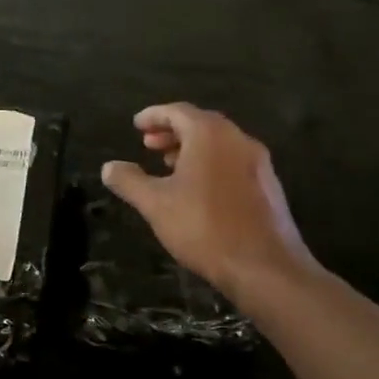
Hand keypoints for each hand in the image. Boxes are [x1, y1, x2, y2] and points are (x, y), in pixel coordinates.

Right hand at [101, 103, 317, 305]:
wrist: (265, 267)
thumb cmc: (204, 227)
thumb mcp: (156, 204)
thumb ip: (130, 181)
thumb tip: (109, 167)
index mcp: (210, 135)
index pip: (178, 112)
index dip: (154, 116)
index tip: (136, 124)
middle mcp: (238, 139)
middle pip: (201, 124)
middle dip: (173, 131)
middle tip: (149, 144)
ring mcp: (258, 162)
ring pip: (220, 144)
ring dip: (192, 148)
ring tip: (169, 166)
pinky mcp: (268, 186)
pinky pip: (233, 162)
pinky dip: (211, 163)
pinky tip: (198, 189)